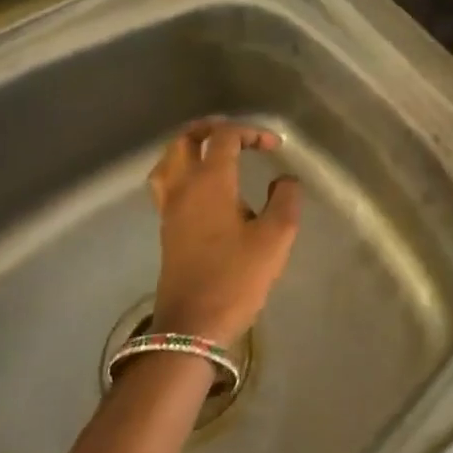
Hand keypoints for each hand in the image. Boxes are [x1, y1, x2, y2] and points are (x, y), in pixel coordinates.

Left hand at [146, 119, 302, 346]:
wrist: (193, 324)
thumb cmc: (236, 278)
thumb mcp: (276, 238)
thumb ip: (286, 200)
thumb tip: (285, 180)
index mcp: (210, 182)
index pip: (224, 137)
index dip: (250, 132)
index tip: (274, 146)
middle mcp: (183, 187)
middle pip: (185, 139)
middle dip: (211, 129)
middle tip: (237, 134)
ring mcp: (169, 208)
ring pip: (169, 159)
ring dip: (190, 146)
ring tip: (214, 151)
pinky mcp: (166, 228)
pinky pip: (166, 182)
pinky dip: (181, 169)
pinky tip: (201, 185)